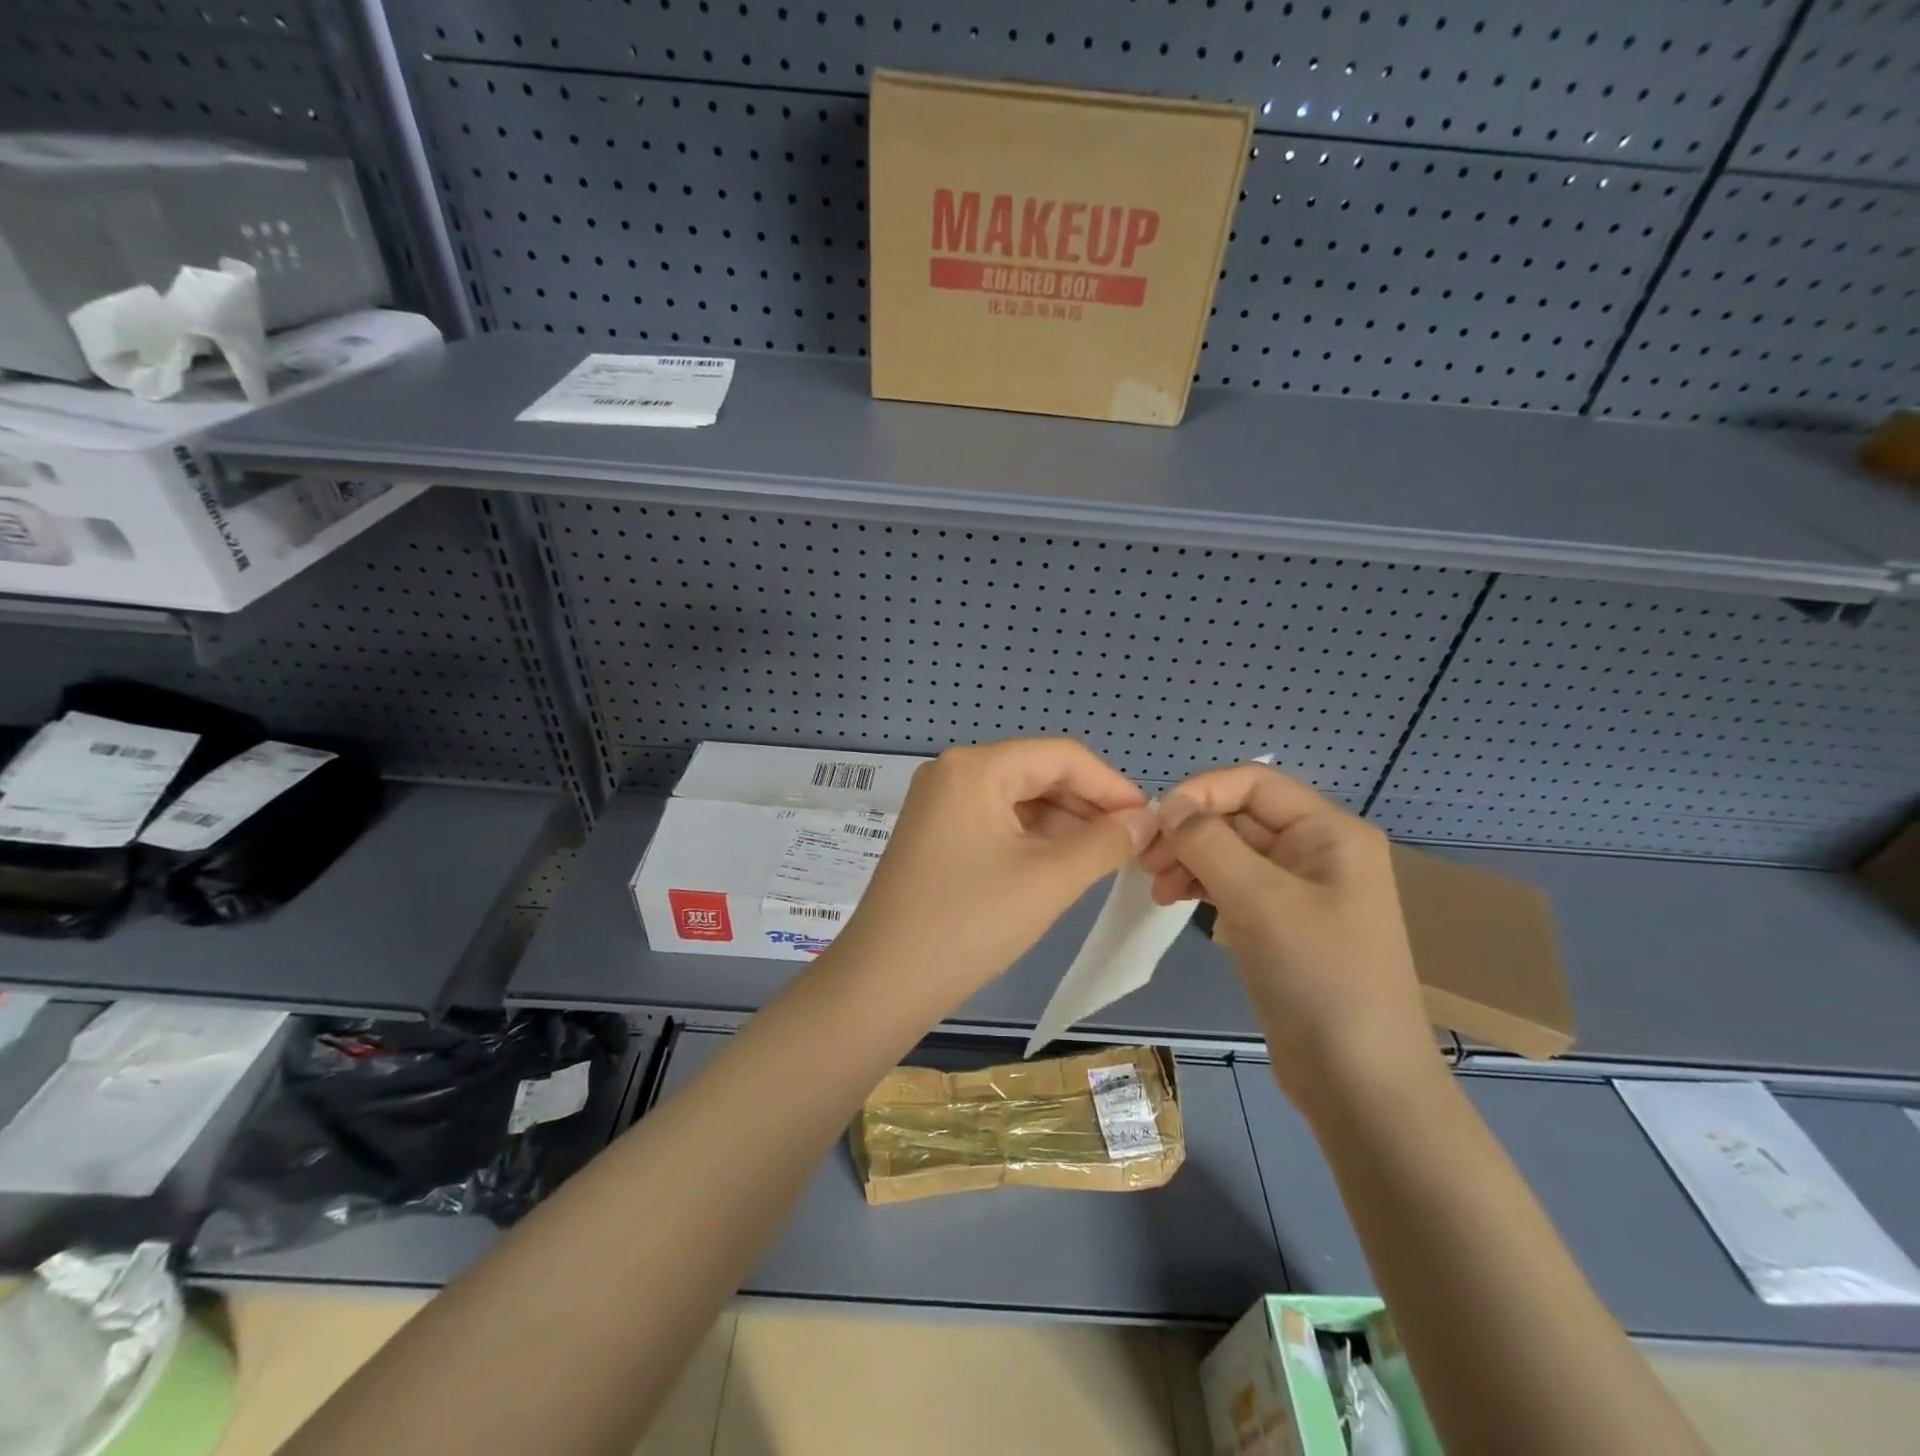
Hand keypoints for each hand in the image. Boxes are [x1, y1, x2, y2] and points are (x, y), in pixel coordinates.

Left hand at [832, 739, 1155, 1014]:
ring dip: (1064, 825)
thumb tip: (1147, 820)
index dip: (1111, 786)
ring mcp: (939, 804)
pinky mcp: (936, 835)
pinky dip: (1033, 840)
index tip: (1150, 821)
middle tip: (1133, 845)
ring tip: (1106, 858)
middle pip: (1038, 774)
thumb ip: (1105, 843)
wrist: (882, 984)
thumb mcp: (1048, 880)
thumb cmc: (969, 924)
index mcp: (975, 767)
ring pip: (1019, 800)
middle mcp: (953, 773)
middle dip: (1088, 807)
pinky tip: (1064, 865)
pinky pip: (996, 823)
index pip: (1061, 756)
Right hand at [1140, 764, 1438, 1099]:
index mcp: (1329, 832)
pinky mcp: (1282, 923)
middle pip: (1239, 816)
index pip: (1253, 782)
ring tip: (1156, 888)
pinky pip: (1234, 885)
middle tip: (1145, 863)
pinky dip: (1201, 885)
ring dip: (1189, 859)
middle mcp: (1317, 851)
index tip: (1155, 825)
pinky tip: (1175, 900)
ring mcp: (1299, 889)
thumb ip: (1210, 843)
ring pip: (1231, 851)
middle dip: (1189, 831)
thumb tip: (1170, 805)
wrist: (1359, 1082)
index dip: (1200, 793)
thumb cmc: (1319, 979)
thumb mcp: (1261, 902)